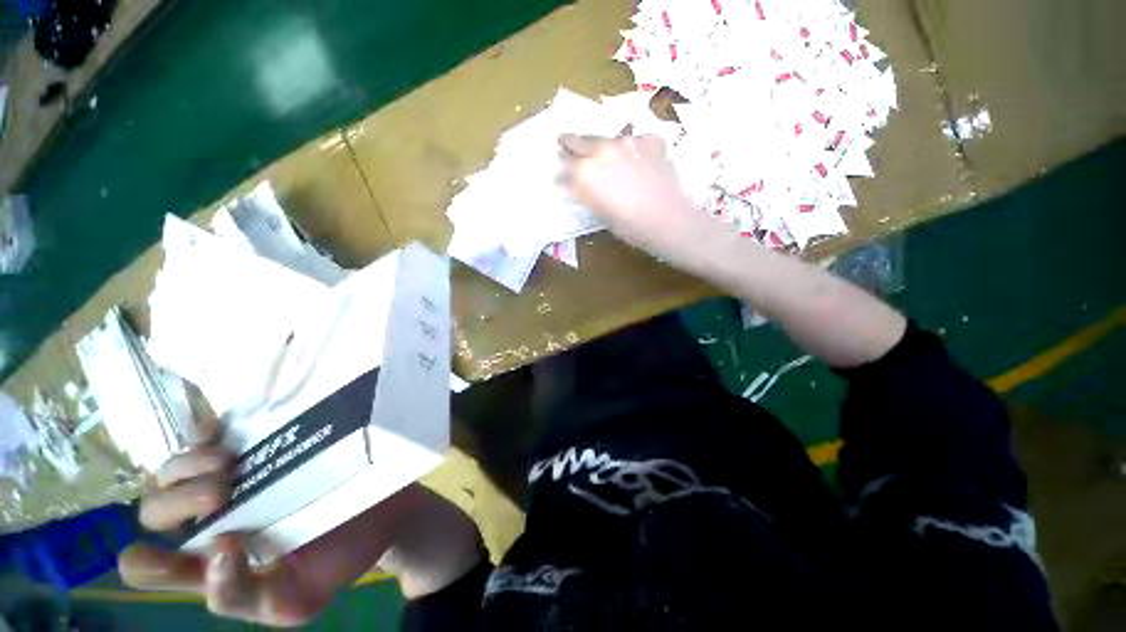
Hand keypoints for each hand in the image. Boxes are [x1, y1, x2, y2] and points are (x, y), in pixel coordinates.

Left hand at [119, 437, 420, 626]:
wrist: (386, 512)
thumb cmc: (340, 558)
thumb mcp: (295, 599)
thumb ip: (242, 596)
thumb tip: (217, 548)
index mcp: (211, 564)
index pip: (148, 568)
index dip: (149, 562)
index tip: (172, 549)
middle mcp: (211, 520)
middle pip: (153, 510)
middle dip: (176, 501)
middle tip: (223, 492)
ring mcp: (234, 480)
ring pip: (171, 470)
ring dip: (186, 466)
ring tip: (230, 465)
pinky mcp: (260, 447)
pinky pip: (209, 434)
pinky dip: (204, 431)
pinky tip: (221, 432)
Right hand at [558, 133, 717, 265]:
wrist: (668, 220)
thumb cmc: (630, 227)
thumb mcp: (601, 213)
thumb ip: (587, 194)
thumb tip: (580, 186)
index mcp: (584, 173)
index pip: (565, 170)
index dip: (561, 175)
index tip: (559, 177)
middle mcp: (601, 151)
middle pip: (579, 142)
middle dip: (569, 143)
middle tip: (563, 140)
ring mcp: (627, 141)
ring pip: (606, 138)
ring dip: (600, 145)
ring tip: (601, 151)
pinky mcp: (649, 140)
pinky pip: (634, 141)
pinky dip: (632, 149)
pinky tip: (636, 159)